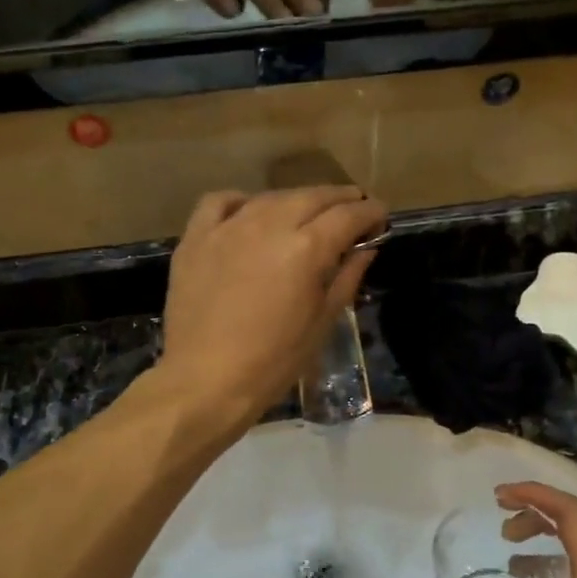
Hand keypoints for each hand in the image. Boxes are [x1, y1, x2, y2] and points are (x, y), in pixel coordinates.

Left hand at [158, 187, 386, 429]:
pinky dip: (241, 202)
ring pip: (270, 197)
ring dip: (296, 201)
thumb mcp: (321, 323)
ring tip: (308, 214)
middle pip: (312, 196)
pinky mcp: (196, 238)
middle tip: (353, 209)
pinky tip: (250, 216)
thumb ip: (346, 278)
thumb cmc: (273, 362)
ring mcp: (228, 228)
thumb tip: (365, 249)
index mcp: (306, 249)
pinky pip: (220, 202)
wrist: (205, 381)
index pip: (348, 215)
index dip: (371, 212)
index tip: (380, 218)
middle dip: (340, 199)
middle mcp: (268, 225)